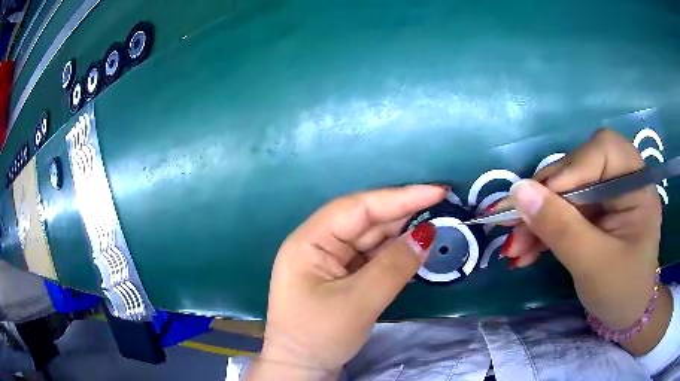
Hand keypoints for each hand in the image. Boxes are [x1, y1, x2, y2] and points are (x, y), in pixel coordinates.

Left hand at [247, 185, 445, 379]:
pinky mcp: (342, 277)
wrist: (302, 368)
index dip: (398, 197)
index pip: (357, 208)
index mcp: (309, 241)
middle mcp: (318, 244)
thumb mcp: (358, 302)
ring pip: (370, 238)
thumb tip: (427, 234)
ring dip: (401, 232)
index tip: (436, 191)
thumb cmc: (319, 335)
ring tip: (435, 222)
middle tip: (442, 205)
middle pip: (365, 220)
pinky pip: (371, 257)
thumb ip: (393, 266)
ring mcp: (330, 261)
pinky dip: (394, 253)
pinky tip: (415, 247)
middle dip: (403, 213)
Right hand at [499, 128, 668, 353]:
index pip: (603, 150)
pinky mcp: (594, 211)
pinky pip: (564, 209)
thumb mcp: (593, 263)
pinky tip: (526, 250)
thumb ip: (560, 227)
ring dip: (538, 218)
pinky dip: (544, 229)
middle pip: (578, 168)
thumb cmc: (621, 291)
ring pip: (565, 191)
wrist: (625, 314)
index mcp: (637, 184)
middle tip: (512, 226)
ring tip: (515, 248)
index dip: (571, 168)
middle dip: (545, 199)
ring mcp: (607, 195)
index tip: (539, 199)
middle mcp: (622, 179)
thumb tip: (518, 191)